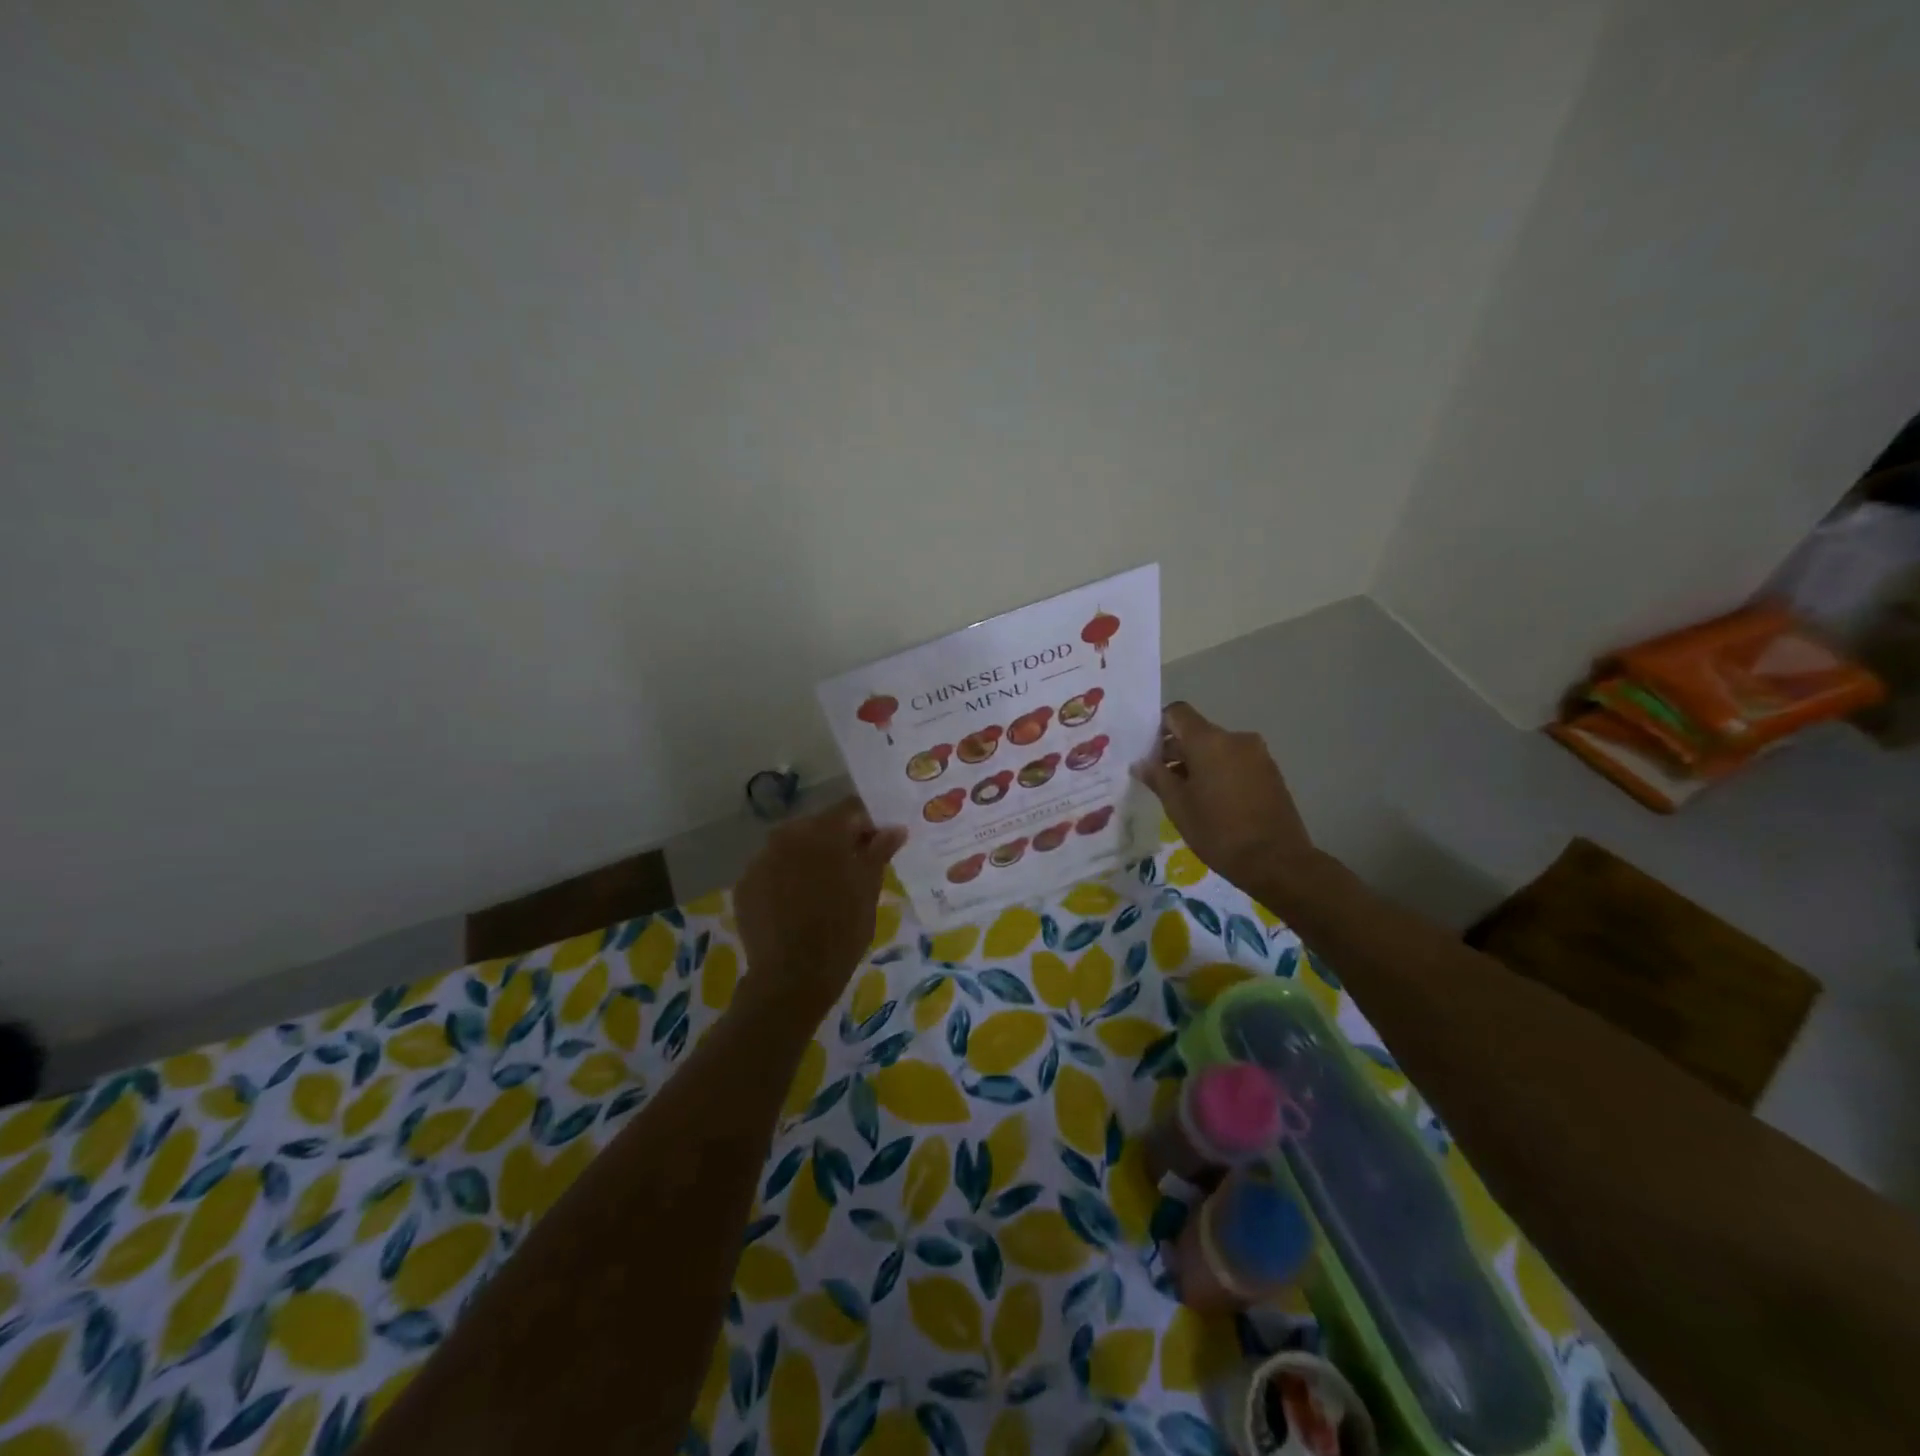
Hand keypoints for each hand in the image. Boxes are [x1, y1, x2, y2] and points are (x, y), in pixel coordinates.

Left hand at [732, 797, 906, 1023]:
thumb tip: (894, 829)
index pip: (851, 809)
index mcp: (824, 831)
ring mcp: (761, 858)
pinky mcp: (744, 884)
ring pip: (792, 846)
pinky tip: (795, 906)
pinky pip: (771, 869)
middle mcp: (788, 834)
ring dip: (808, 858)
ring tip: (821, 891)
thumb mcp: (868, 889)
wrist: (792, 977)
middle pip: (819, 826)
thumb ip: (879, 852)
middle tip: (851, 871)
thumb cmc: (842, 930)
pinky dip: (784, 879)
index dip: (867, 825)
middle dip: (836, 841)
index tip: (877, 847)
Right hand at [1133, 702, 1316, 895]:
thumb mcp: (1177, 806)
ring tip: (1187, 795)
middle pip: (1197, 732)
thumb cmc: (1218, 831)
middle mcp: (1235, 738)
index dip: (1158, 727)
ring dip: (1199, 763)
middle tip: (1160, 779)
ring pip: (1218, 748)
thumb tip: (1141, 762)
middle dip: (1177, 750)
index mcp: (1209, 741)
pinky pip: (1236, 762)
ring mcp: (1257, 754)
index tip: (1148, 752)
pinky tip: (1214, 802)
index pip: (1177, 712)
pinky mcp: (1271, 772)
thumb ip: (1157, 777)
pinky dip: (1220, 772)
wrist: (1276, 861)